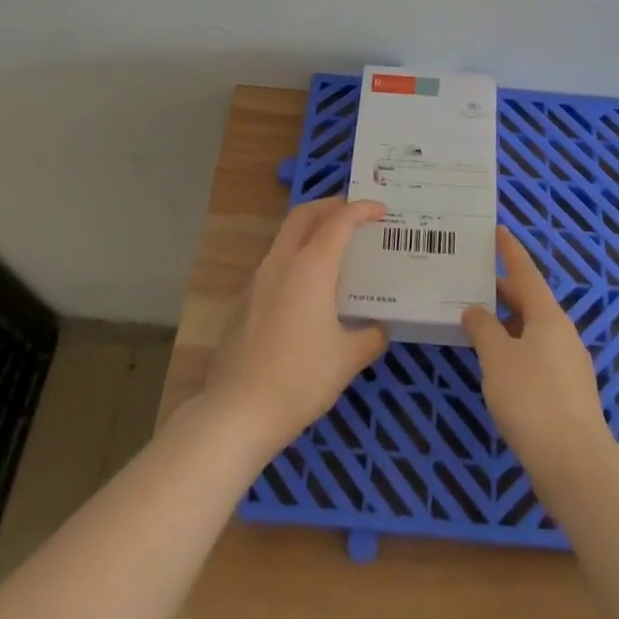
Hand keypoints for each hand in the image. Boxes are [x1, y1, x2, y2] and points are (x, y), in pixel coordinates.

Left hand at [205, 198, 389, 456]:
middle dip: (331, 205)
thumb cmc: (300, 380)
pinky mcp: (243, 301)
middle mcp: (282, 263)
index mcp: (311, 268)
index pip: (339, 221)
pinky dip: (295, 256)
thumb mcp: (347, 360)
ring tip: (334, 246)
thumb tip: (378, 329)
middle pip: (304, 215)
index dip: (362, 209)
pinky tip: (307, 287)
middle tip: (354, 213)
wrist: (237, 413)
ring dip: (310, 230)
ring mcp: (257, 280)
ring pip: (285, 237)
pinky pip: (274, 263)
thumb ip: (370, 337)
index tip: (381, 210)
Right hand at [461, 228, 611, 485]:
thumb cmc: (531, 398)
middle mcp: (563, 333)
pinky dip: (516, 349)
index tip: (499, 231)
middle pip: (531, 302)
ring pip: (533, 331)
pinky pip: (538, 355)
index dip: (510, 252)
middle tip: (473, 282)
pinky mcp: (568, 393)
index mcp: (548, 316)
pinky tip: (498, 366)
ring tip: (478, 324)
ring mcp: (569, 364)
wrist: (574, 462)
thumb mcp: (497, 358)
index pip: (526, 273)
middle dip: (503, 291)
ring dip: (508, 323)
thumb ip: (483, 329)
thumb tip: (475, 310)